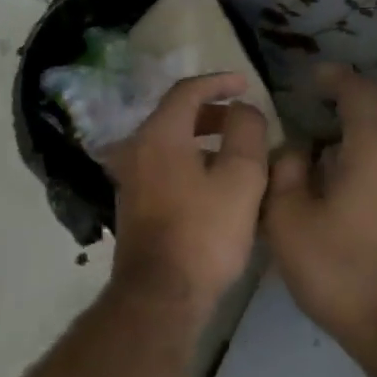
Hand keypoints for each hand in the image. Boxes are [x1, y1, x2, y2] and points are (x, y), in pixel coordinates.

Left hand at [106, 73, 268, 311]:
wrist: (161, 294)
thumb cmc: (205, 233)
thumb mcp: (241, 178)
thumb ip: (246, 132)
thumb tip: (242, 110)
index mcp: (158, 135)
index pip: (187, 91)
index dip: (219, 82)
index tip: (246, 84)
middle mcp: (135, 149)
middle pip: (174, 116)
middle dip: (212, 113)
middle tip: (244, 120)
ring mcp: (129, 178)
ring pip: (169, 144)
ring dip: (202, 140)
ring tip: (237, 154)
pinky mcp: (132, 203)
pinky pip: (163, 167)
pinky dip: (189, 162)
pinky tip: (214, 184)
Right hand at [264, 65, 376, 357]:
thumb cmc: (341, 271)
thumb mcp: (289, 221)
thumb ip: (286, 173)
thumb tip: (295, 150)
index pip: (362, 94)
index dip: (337, 79)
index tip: (314, 77)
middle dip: (345, 119)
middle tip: (309, 132)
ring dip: (359, 152)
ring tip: (324, 174)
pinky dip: (373, 177)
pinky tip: (348, 206)